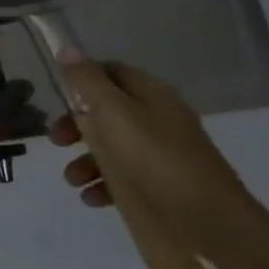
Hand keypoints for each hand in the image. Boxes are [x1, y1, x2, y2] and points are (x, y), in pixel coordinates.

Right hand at [48, 52, 254, 251]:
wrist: (211, 222)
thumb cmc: (155, 157)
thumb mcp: (113, 111)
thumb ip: (87, 80)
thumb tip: (66, 46)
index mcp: (150, 94)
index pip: (110, 71)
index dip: (81, 79)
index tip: (57, 96)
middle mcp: (157, 118)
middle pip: (106, 111)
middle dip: (76, 126)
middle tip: (57, 141)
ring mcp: (162, 154)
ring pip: (113, 147)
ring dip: (85, 160)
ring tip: (73, 180)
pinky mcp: (163, 186)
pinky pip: (126, 178)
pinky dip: (104, 185)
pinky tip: (92, 198)